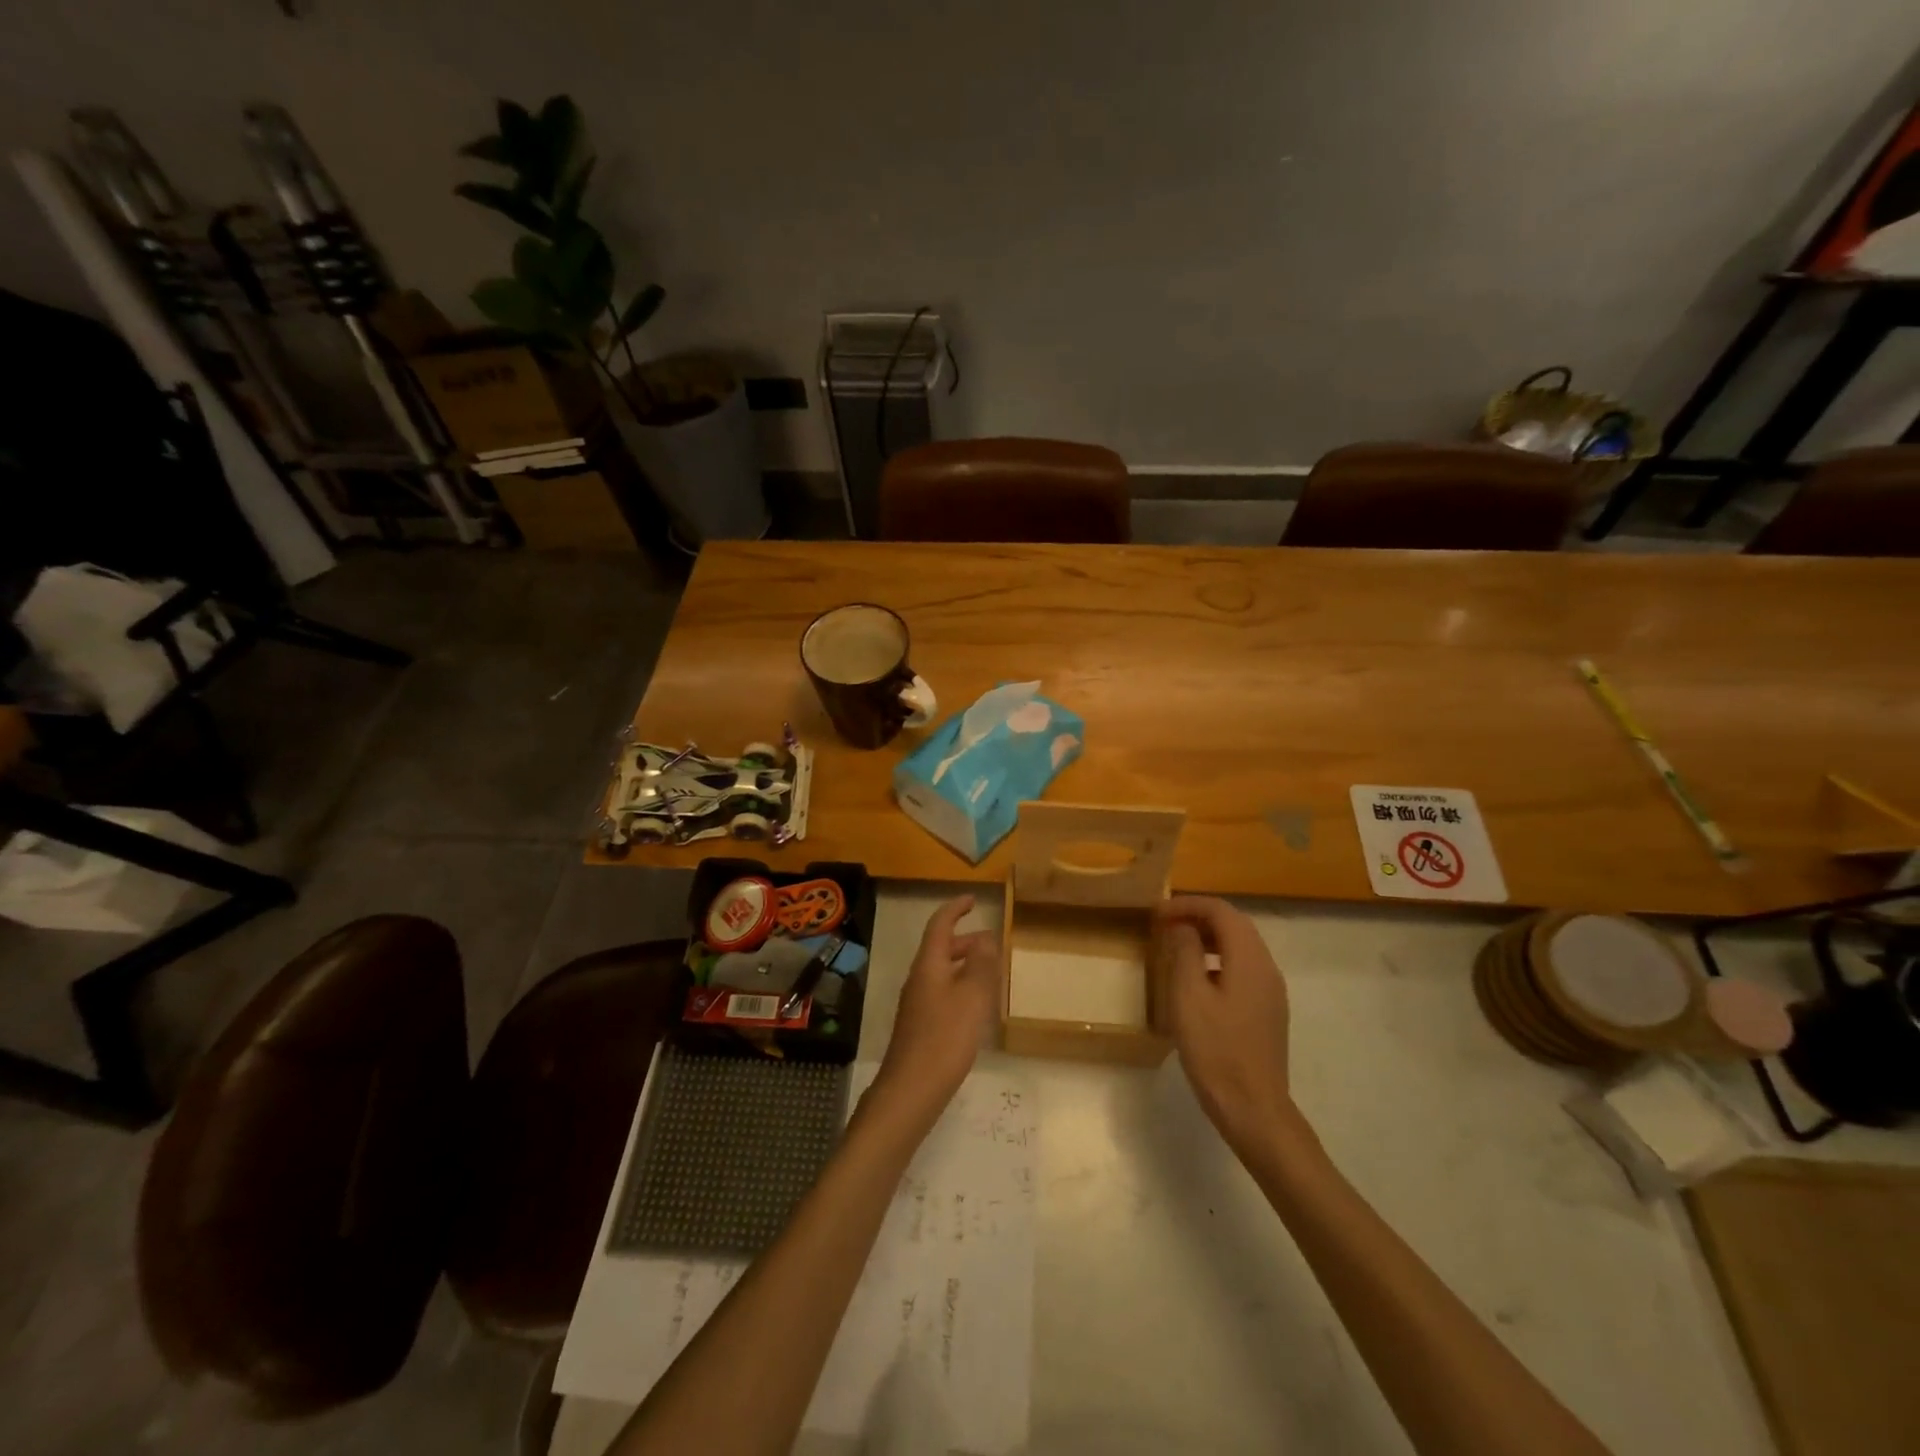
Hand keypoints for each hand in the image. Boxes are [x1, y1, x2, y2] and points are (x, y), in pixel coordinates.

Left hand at [873, 895, 999, 1128]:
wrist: (912, 1089)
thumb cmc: (945, 1038)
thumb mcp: (972, 997)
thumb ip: (981, 964)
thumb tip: (985, 938)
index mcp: (929, 965)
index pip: (939, 925)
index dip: (955, 908)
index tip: (972, 900)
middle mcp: (919, 979)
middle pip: (940, 949)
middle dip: (964, 940)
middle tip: (991, 942)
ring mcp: (917, 1003)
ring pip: (942, 972)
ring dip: (964, 966)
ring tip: (990, 973)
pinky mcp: (920, 1026)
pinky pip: (942, 993)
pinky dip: (960, 987)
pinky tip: (976, 1007)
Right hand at [1155, 896, 1300, 1154]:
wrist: (1254, 1109)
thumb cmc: (1216, 1050)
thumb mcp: (1188, 997)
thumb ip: (1185, 953)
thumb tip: (1182, 926)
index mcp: (1249, 959)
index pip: (1221, 911)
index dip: (1187, 905)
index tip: (1156, 914)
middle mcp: (1267, 968)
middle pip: (1235, 924)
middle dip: (1198, 917)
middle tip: (1163, 925)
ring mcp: (1271, 991)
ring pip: (1240, 946)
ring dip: (1208, 937)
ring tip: (1175, 947)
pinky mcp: (1268, 1010)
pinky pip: (1243, 968)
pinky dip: (1218, 959)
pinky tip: (1197, 979)